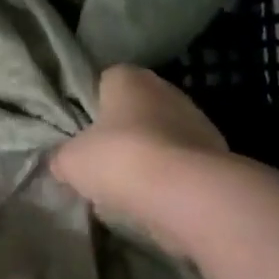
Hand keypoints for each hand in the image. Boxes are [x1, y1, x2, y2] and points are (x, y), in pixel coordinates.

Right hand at [51, 66, 227, 251]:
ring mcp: (197, 120)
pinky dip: (171, 178)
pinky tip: (156, 200)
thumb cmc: (120, 159)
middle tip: (104, 162)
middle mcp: (166, 89)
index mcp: (129, 78)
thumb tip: (61, 163)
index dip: (93, 106)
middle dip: (123, 133)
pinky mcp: (218, 153)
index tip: (84, 134)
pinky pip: (183, 163)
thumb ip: (62, 157)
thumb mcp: (71, 162)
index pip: (107, 81)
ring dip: (150, 156)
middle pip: (137, 109)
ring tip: (129, 188)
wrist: (187, 193)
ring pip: (163, 136)